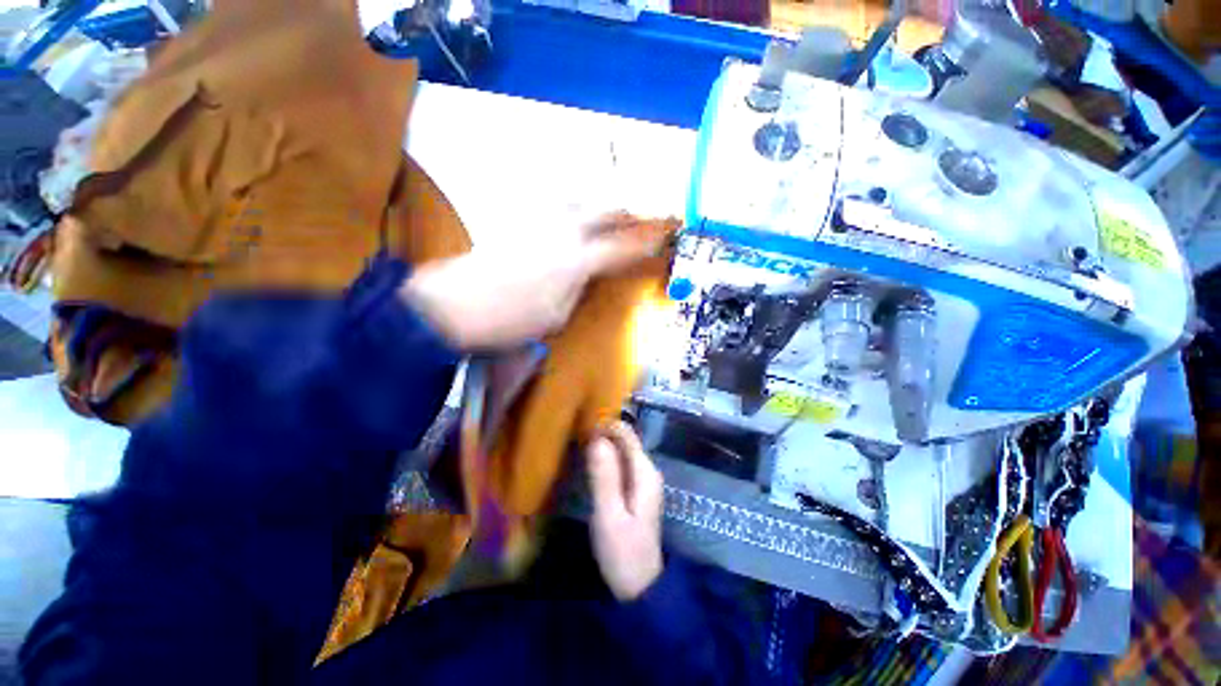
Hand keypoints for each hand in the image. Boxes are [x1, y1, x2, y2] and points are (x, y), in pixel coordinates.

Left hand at [401, 212, 668, 349]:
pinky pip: (553, 202)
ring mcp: (537, 222)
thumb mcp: (557, 316)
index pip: (621, 248)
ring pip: (580, 198)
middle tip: (645, 215)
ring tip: (615, 209)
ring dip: (602, 202)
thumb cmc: (509, 321)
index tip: (664, 237)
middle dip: (629, 212)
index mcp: (576, 261)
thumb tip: (590, 273)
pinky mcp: (517, 221)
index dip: (645, 243)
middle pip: (605, 211)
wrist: (452, 305)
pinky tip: (575, 206)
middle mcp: (561, 232)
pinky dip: (573, 201)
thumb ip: (579, 289)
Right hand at [587, 421, 663, 600]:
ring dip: (603, 445)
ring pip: (622, 451)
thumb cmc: (624, 553)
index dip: (606, 425)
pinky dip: (606, 458)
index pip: (627, 435)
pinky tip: (589, 462)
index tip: (581, 425)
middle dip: (603, 433)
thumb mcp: (609, 515)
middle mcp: (647, 470)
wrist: (641, 587)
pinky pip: (620, 464)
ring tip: (578, 443)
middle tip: (575, 434)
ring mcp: (643, 480)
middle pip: (625, 440)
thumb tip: (597, 439)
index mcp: (645, 472)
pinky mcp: (636, 490)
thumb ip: (604, 477)